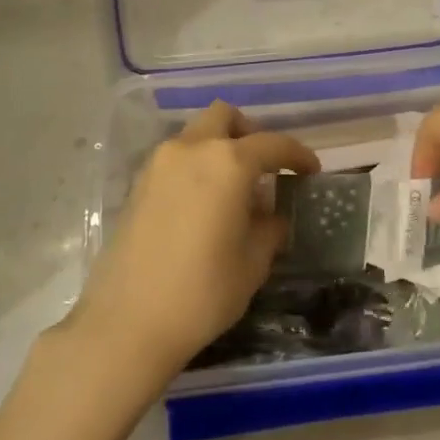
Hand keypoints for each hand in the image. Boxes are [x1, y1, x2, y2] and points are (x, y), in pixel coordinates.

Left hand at [70, 101, 318, 382]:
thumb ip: (269, 229)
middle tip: (265, 167)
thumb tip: (272, 217)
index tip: (311, 171)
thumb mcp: (253, 263)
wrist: (128, 323)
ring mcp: (158, 165)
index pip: (272, 144)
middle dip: (250, 133)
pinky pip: (176, 159)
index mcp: (227, 163)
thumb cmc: (203, 292)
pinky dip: (196, 166)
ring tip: (235, 190)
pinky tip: (206, 205)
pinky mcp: (137, 185)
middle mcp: (191, 150)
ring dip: (219, 148)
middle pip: (224, 117)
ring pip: (196, 135)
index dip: (297, 155)